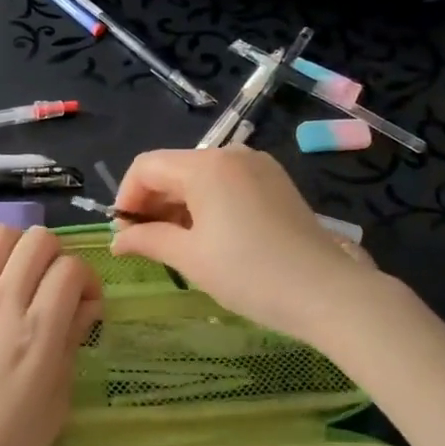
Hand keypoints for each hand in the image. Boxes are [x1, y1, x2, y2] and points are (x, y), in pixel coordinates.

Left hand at [0, 225, 100, 445]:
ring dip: (18, 246)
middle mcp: (3, 303)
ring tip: (20, 274)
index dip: (88, 280)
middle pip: (38, 240)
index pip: (71, 269)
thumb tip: (85, 306)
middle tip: (55, 287)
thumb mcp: (56, 404)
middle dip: (57, 256)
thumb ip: (71, 344)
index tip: (86, 305)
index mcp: (37, 332)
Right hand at [110, 148, 382, 345]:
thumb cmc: (250, 274)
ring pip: (200, 176)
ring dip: (179, 204)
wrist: (327, 292)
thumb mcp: (191, 259)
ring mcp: (257, 165)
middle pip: (174, 168)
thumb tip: (117, 240)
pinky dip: (207, 202)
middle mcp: (231, 154)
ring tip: (176, 244)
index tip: (124, 233)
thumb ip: (148, 240)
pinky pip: (227, 182)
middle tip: (145, 243)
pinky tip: (209, 236)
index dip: (126, 197)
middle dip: (152, 201)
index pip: (147, 166)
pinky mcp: (275, 181)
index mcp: (206, 165)